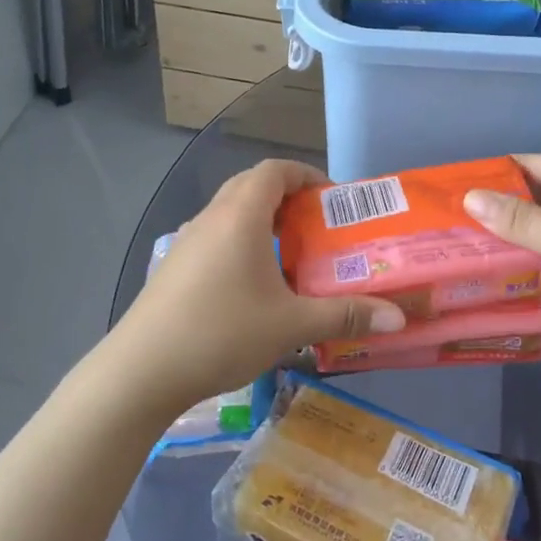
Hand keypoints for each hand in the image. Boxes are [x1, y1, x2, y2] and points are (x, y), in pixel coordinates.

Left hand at [110, 160, 405, 416]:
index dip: (306, 175)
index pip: (275, 170)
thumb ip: (344, 315)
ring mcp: (187, 242)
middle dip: (287, 198)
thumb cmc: (221, 333)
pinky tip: (254, 287)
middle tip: (317, 228)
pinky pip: (215, 238)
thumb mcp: (291, 325)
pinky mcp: (174, 267)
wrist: (142, 371)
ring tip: (291, 257)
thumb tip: (398, 318)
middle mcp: (211, 218)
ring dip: (262, 222)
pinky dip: (241, 244)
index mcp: (240, 215)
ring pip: (231, 214)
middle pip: (252, 186)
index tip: (332, 200)